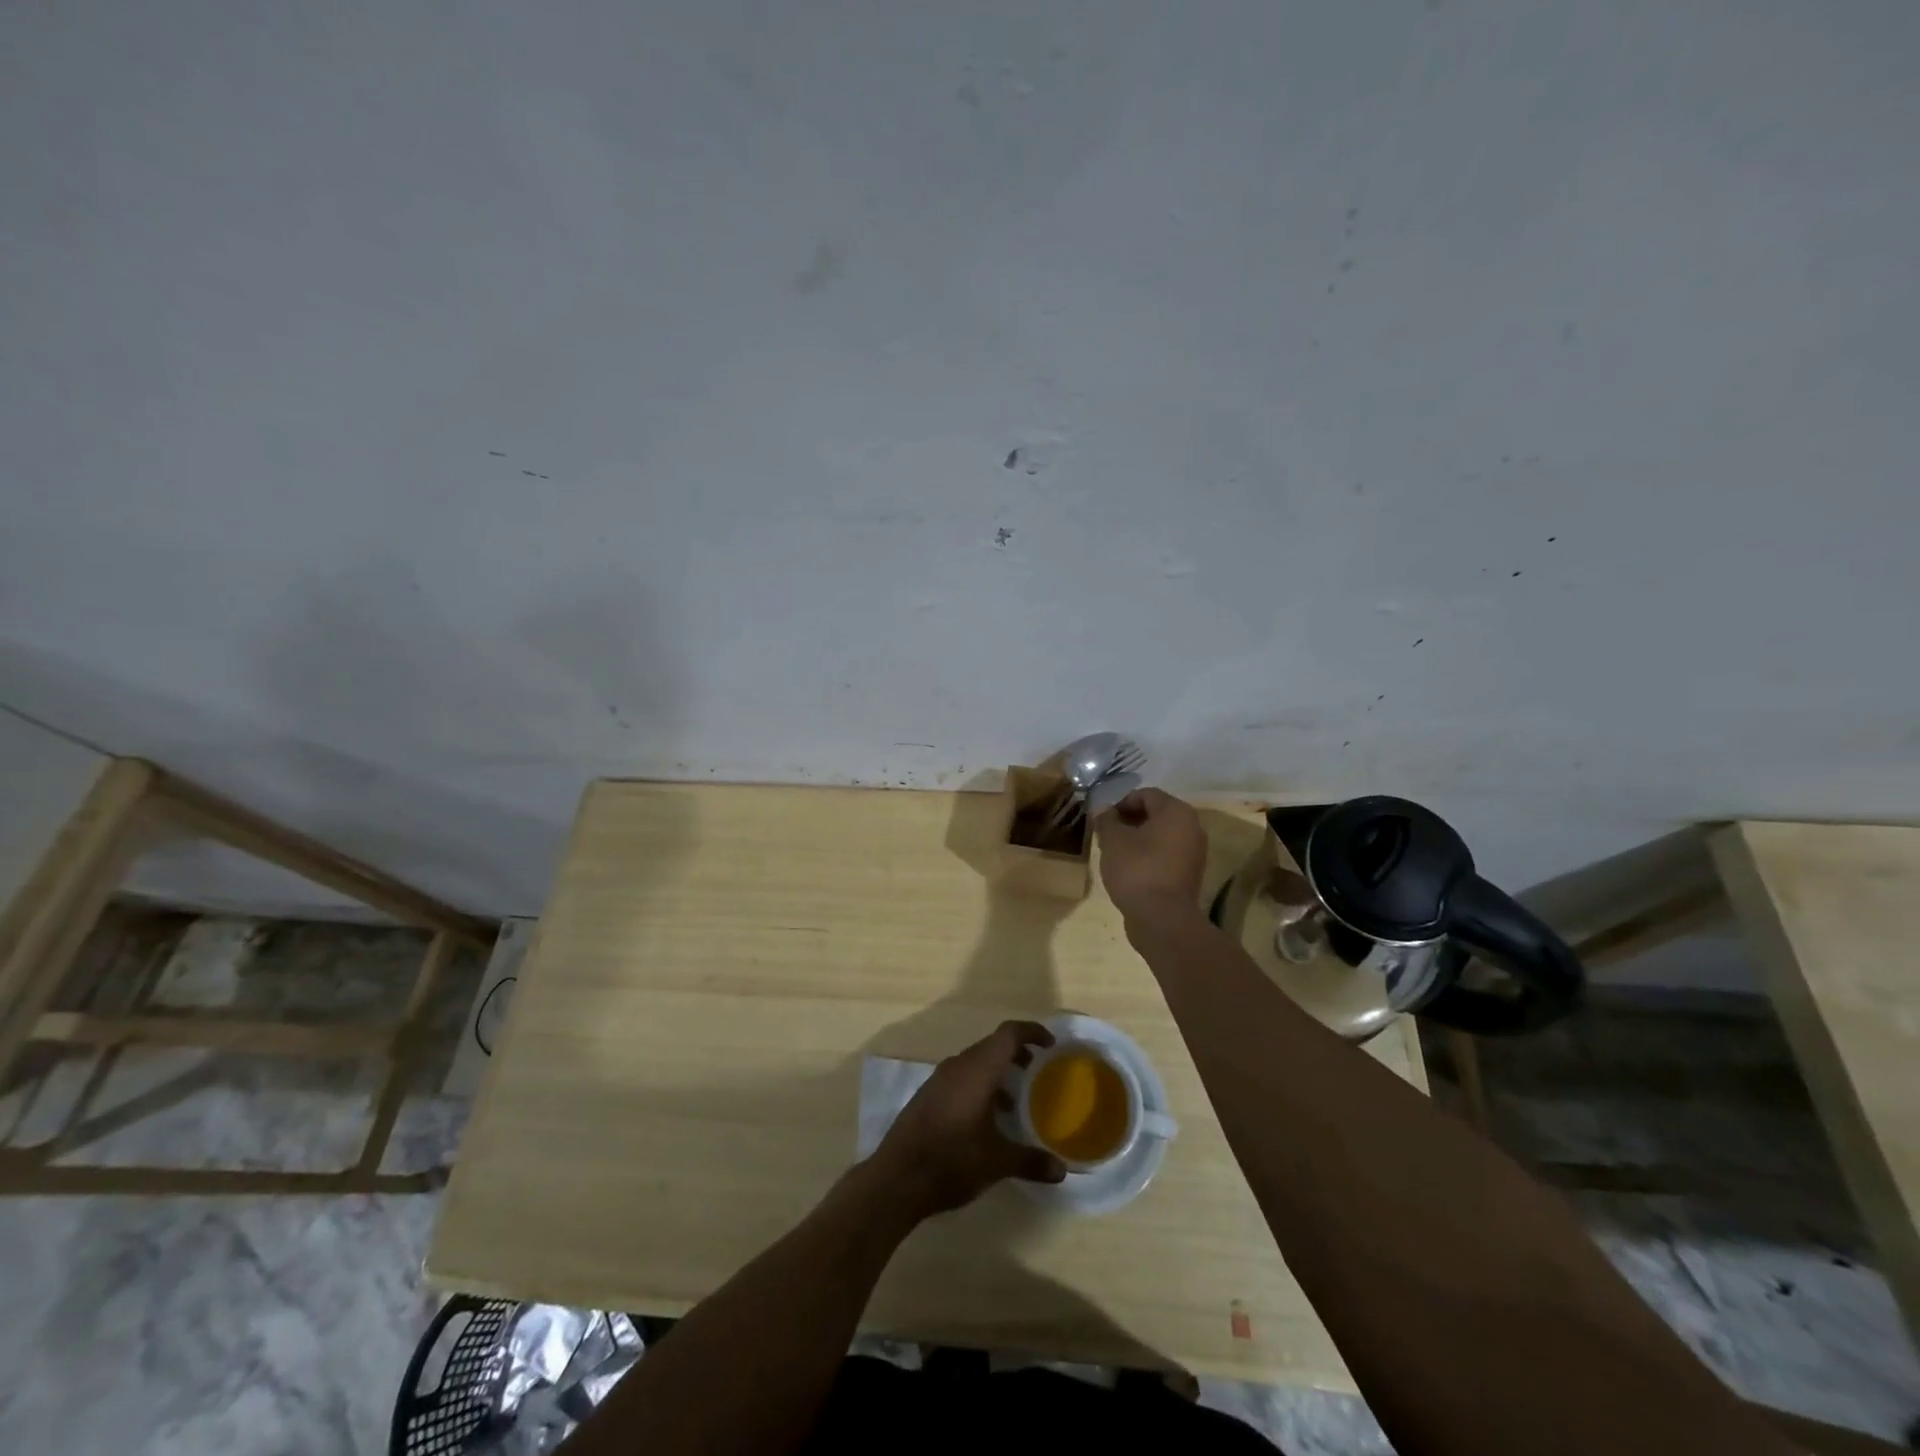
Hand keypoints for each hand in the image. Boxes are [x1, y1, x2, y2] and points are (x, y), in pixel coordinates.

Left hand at [871, 1021, 1066, 1219]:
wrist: (897, 1177)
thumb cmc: (952, 1160)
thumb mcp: (997, 1162)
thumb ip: (1031, 1161)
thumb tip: (1062, 1170)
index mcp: (978, 1069)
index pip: (1009, 1033)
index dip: (1031, 1032)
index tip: (1050, 1045)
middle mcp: (958, 1065)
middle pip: (992, 1045)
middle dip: (1016, 1054)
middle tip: (1037, 1072)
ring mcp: (939, 1080)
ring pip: (975, 1063)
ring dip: (997, 1073)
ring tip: (1015, 1102)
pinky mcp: (928, 1096)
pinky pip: (960, 1078)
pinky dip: (979, 1087)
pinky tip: (986, 1120)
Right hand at [1094, 788, 1207, 924]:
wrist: (1162, 918)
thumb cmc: (1137, 869)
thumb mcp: (1112, 840)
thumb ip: (1107, 820)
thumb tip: (1105, 811)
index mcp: (1176, 811)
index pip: (1146, 794)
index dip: (1121, 802)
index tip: (1104, 819)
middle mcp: (1192, 826)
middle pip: (1156, 813)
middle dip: (1130, 820)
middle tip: (1108, 834)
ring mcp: (1195, 852)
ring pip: (1162, 835)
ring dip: (1139, 838)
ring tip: (1116, 852)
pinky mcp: (1190, 873)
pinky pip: (1167, 854)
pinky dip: (1149, 855)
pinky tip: (1130, 868)